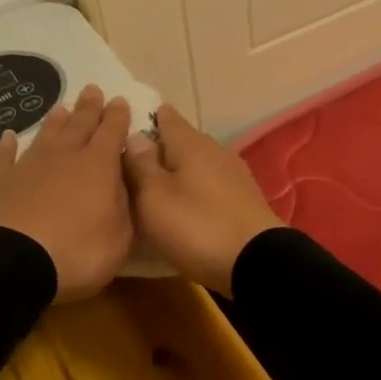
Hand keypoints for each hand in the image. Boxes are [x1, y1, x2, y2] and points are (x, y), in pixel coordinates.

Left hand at [0, 86, 134, 301]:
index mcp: (98, 166)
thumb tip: (121, 184)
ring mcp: (27, 167)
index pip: (112, 133)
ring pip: (45, 136)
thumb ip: (123, 206)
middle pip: (79, 126)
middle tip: (92, 89)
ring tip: (60, 108)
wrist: (9, 262)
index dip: (117, 116)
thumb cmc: (76, 253)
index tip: (119, 100)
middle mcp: (64, 157)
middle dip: (88, 108)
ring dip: (54, 122)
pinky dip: (6, 147)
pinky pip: (2, 158)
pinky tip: (7, 137)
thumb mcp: (119, 237)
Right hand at [121, 104, 284, 295]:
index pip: (165, 117)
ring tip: (152, 191)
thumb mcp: (154, 198)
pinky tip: (183, 208)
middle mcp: (215, 150)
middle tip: (129, 167)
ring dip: (176, 173)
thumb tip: (134, 136)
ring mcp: (233, 174)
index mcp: (191, 142)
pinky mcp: (243, 199)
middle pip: (181, 141)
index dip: (144, 118)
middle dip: (158, 150)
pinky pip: (210, 185)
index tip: (123, 128)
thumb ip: (140, 165)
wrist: (258, 262)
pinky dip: (194, 191)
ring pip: (196, 164)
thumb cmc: (197, 225)